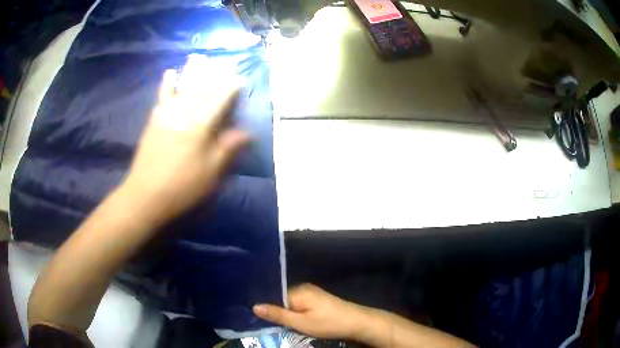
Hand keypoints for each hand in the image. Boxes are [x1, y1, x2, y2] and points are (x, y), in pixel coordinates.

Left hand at [122, 57, 248, 224]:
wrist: (146, 196)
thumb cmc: (183, 186)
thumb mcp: (211, 172)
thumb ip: (228, 148)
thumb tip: (248, 133)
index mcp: (200, 125)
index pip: (219, 100)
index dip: (230, 88)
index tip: (238, 78)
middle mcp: (183, 113)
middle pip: (200, 89)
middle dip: (212, 75)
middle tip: (220, 63)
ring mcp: (165, 116)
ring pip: (181, 88)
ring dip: (190, 72)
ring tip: (195, 59)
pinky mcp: (153, 123)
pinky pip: (162, 98)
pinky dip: (166, 86)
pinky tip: (169, 77)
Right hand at [253, 284, 368, 339]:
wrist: (357, 322)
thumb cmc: (328, 323)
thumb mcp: (301, 323)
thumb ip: (278, 315)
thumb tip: (255, 306)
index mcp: (298, 291)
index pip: (274, 296)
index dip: (265, 306)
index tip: (253, 316)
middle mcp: (304, 288)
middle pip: (281, 299)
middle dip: (274, 310)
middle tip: (264, 323)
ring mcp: (312, 294)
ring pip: (290, 303)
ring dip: (284, 313)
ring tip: (274, 324)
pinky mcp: (318, 300)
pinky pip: (299, 305)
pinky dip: (294, 313)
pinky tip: (292, 321)